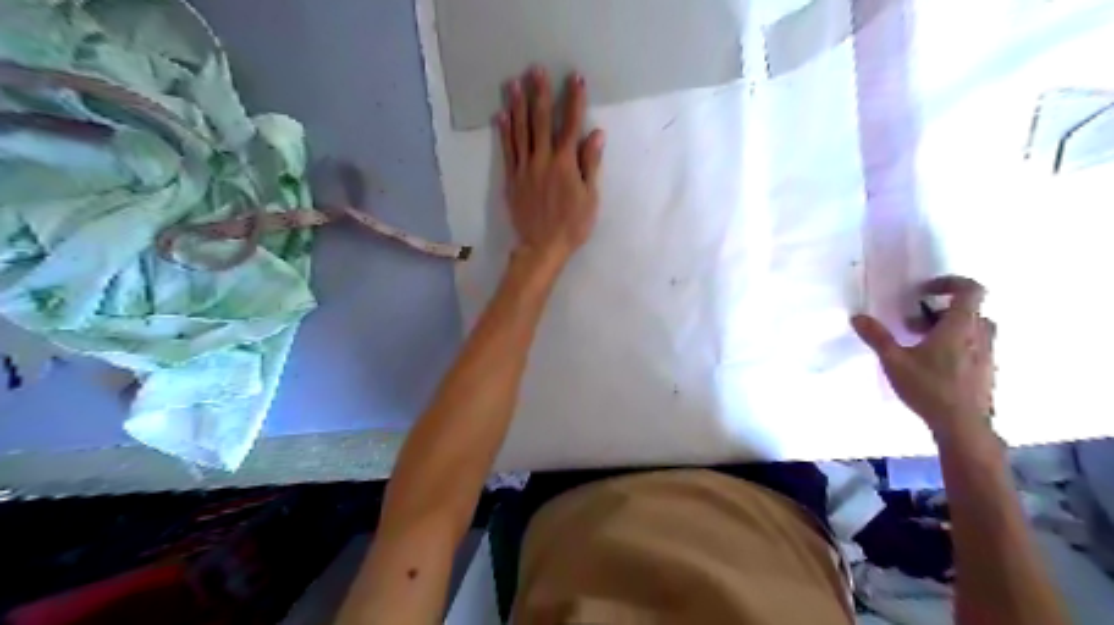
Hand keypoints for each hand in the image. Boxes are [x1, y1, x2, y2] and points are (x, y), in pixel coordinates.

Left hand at [495, 65, 600, 273]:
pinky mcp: (512, 178)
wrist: (542, 247)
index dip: (574, 101)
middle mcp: (542, 160)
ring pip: (520, 131)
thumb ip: (591, 164)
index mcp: (565, 164)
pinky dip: (504, 131)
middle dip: (540, 93)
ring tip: (514, 83)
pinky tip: (501, 114)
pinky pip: (507, 150)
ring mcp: (524, 168)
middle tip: (535, 70)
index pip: (571, 125)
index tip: (575, 78)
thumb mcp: (590, 198)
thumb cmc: (572, 225)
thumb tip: (596, 134)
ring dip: (518, 105)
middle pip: (540, 121)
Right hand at [856, 275, 1002, 440]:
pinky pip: (973, 347)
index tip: (924, 290)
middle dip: (939, 311)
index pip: (970, 290)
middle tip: (912, 323)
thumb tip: (857, 317)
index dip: (949, 282)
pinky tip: (932, 364)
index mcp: (960, 326)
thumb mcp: (894, 361)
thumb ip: (877, 337)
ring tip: (918, 344)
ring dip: (947, 329)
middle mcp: (980, 335)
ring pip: (971, 330)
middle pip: (968, 310)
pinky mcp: (986, 372)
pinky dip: (955, 346)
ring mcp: (987, 354)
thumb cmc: (929, 387)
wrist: (963, 426)